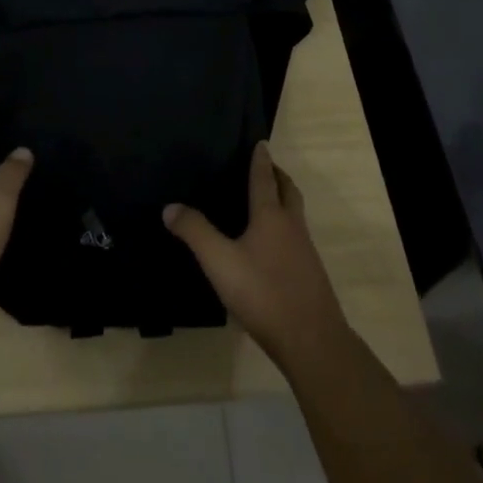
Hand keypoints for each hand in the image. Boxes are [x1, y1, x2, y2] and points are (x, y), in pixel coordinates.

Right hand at [165, 142, 350, 374]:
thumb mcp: (219, 262)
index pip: (265, 177)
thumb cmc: (263, 293)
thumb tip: (170, 206)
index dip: (261, 159)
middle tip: (265, 167)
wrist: (312, 340)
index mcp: (271, 215)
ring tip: (266, 201)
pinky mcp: (310, 274)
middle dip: (278, 175)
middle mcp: (291, 225)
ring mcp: (305, 250)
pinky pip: (297, 236)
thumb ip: (195, 232)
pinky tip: (272, 245)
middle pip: (288, 191)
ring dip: (284, 199)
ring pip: (295, 213)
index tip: (261, 142)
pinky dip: (286, 226)